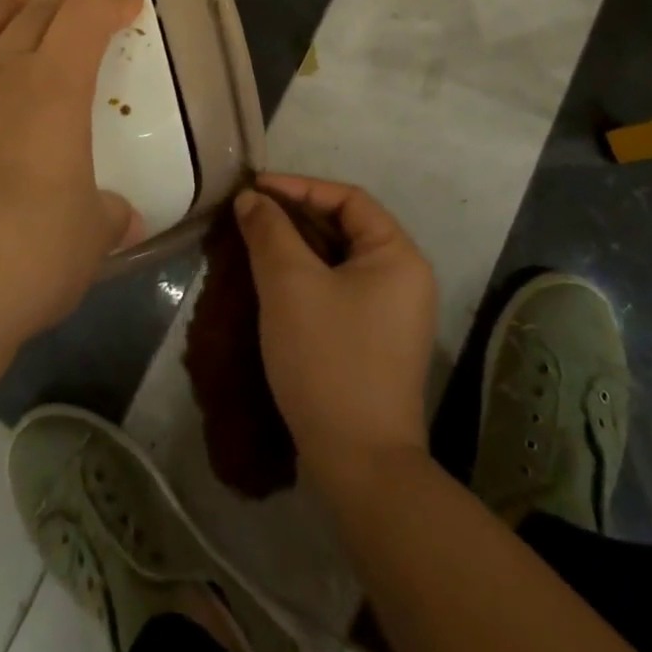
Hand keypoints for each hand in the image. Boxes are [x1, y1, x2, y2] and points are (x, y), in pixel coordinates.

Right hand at [236, 175, 436, 492]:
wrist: (359, 464)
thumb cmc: (328, 359)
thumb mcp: (290, 284)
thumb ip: (269, 231)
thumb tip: (251, 199)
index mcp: (397, 255)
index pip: (347, 198)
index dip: (298, 187)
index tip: (253, 190)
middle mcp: (403, 277)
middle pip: (344, 227)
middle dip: (294, 216)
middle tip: (247, 215)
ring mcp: (391, 313)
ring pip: (337, 260)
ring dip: (296, 246)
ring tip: (251, 241)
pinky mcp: (374, 340)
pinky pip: (337, 289)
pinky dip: (304, 276)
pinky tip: (270, 281)